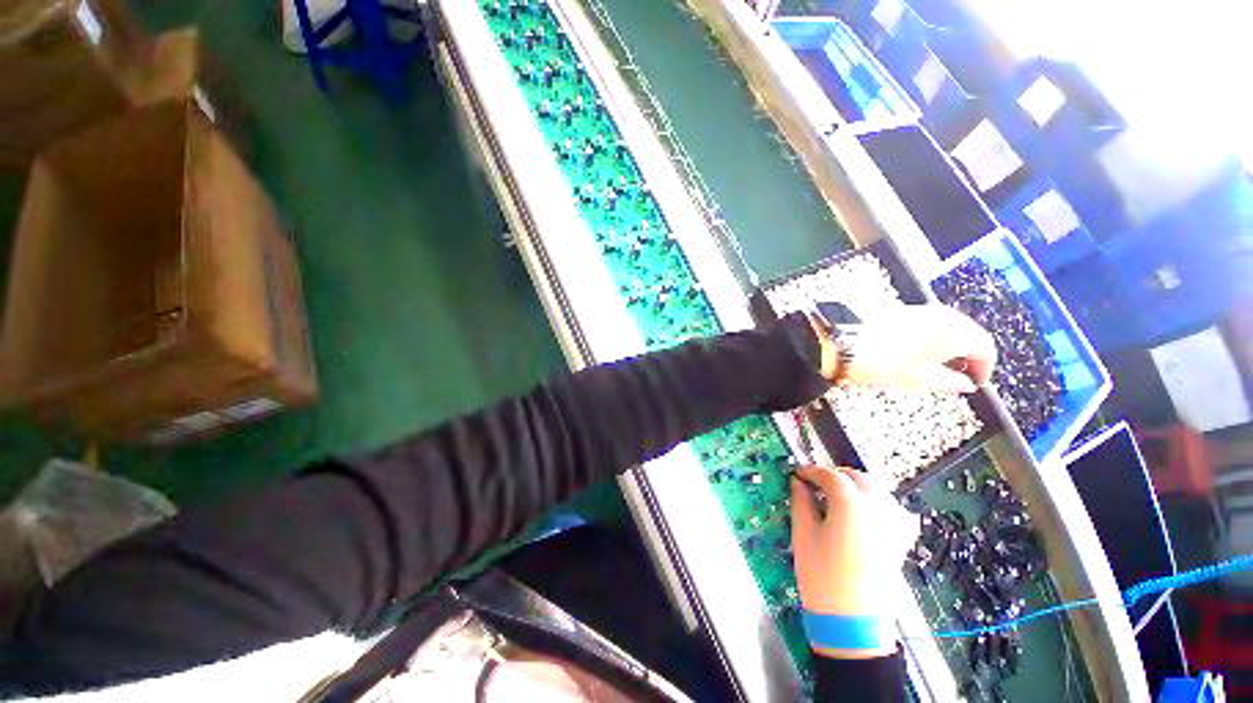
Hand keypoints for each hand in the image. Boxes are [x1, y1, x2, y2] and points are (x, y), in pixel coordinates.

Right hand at [790, 466, 919, 657]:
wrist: (852, 622)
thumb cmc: (821, 576)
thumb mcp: (803, 534)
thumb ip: (801, 502)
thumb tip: (798, 482)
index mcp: (851, 505)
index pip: (831, 476)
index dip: (812, 471)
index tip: (798, 474)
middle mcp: (877, 509)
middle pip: (858, 478)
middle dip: (835, 476)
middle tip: (815, 484)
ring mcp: (893, 525)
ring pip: (878, 490)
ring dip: (857, 486)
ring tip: (839, 496)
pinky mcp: (900, 541)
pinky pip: (895, 511)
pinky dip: (881, 503)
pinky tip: (868, 512)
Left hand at [819, 304, 995, 392]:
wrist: (842, 341)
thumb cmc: (883, 362)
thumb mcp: (921, 380)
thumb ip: (951, 382)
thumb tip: (966, 383)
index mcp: (955, 332)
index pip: (986, 347)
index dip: (986, 368)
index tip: (977, 381)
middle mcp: (942, 315)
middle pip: (970, 333)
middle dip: (970, 354)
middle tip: (961, 374)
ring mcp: (921, 309)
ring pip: (951, 326)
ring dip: (952, 344)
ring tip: (940, 365)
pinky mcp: (902, 309)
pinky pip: (930, 322)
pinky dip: (934, 336)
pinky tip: (921, 350)